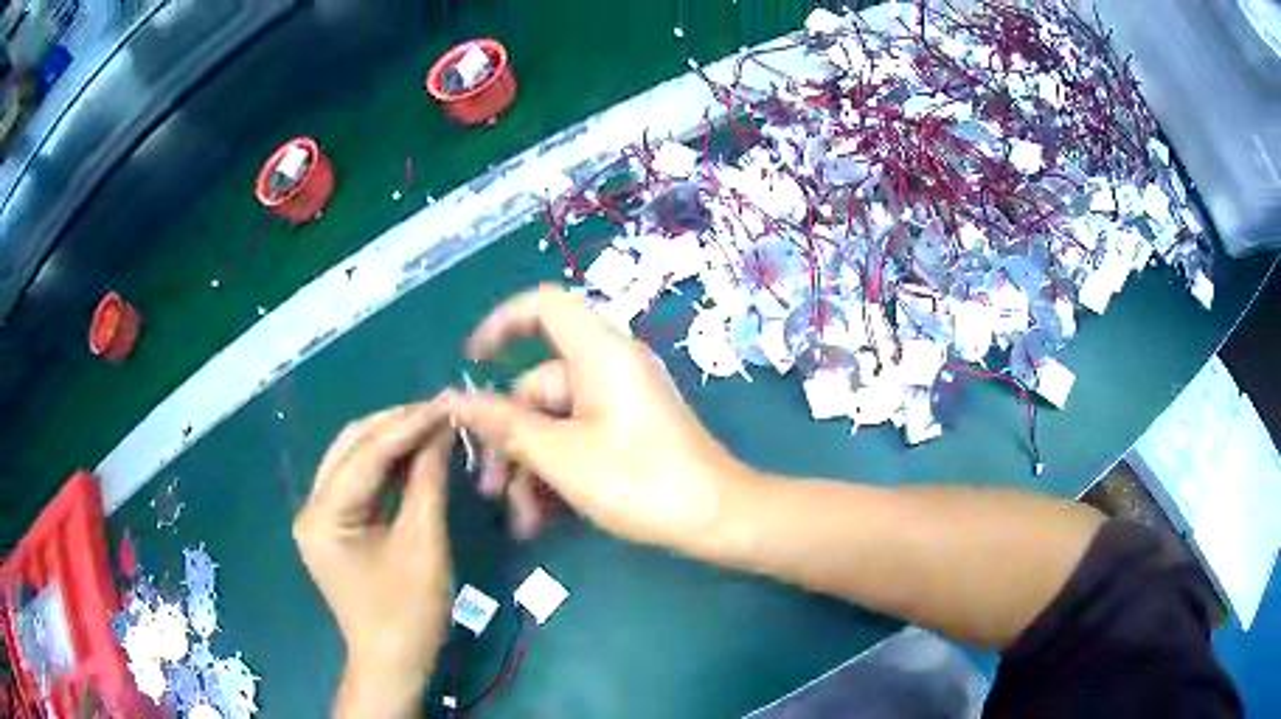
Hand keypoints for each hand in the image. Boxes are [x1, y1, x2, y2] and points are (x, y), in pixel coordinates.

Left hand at [293, 398, 454, 717]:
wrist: (392, 664)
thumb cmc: (408, 615)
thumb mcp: (423, 546)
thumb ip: (428, 483)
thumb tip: (442, 432)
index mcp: (324, 516)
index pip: (366, 454)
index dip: (408, 425)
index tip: (447, 402)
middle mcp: (312, 507)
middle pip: (352, 447)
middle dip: (396, 425)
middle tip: (441, 412)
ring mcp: (320, 516)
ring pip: (354, 459)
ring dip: (392, 441)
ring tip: (433, 425)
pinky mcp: (334, 526)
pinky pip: (359, 482)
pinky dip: (388, 466)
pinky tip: (415, 453)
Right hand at [448, 285, 756, 551]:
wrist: (715, 518)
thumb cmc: (639, 480)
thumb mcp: (560, 456)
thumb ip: (504, 426)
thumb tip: (455, 401)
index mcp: (598, 353)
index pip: (543, 305)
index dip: (501, 323)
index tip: (471, 362)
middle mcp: (608, 367)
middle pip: (538, 384)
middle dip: (509, 439)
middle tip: (490, 489)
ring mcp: (619, 400)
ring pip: (554, 421)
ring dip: (531, 467)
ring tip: (520, 520)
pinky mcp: (627, 430)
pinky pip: (578, 436)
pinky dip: (557, 470)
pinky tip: (543, 517)